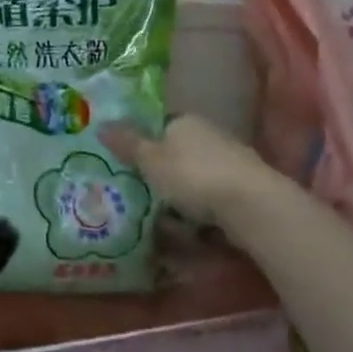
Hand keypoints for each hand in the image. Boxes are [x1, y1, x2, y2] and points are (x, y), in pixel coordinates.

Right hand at [99, 114, 271, 224]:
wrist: (252, 205)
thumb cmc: (192, 176)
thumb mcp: (150, 160)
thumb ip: (127, 144)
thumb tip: (101, 124)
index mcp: (184, 121)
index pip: (158, 126)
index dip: (142, 144)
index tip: (128, 167)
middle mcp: (208, 134)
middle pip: (176, 153)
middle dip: (161, 175)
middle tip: (140, 197)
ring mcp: (229, 161)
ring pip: (194, 178)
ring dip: (180, 197)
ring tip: (161, 222)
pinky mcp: (243, 188)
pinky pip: (211, 198)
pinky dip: (199, 212)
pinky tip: (190, 230)